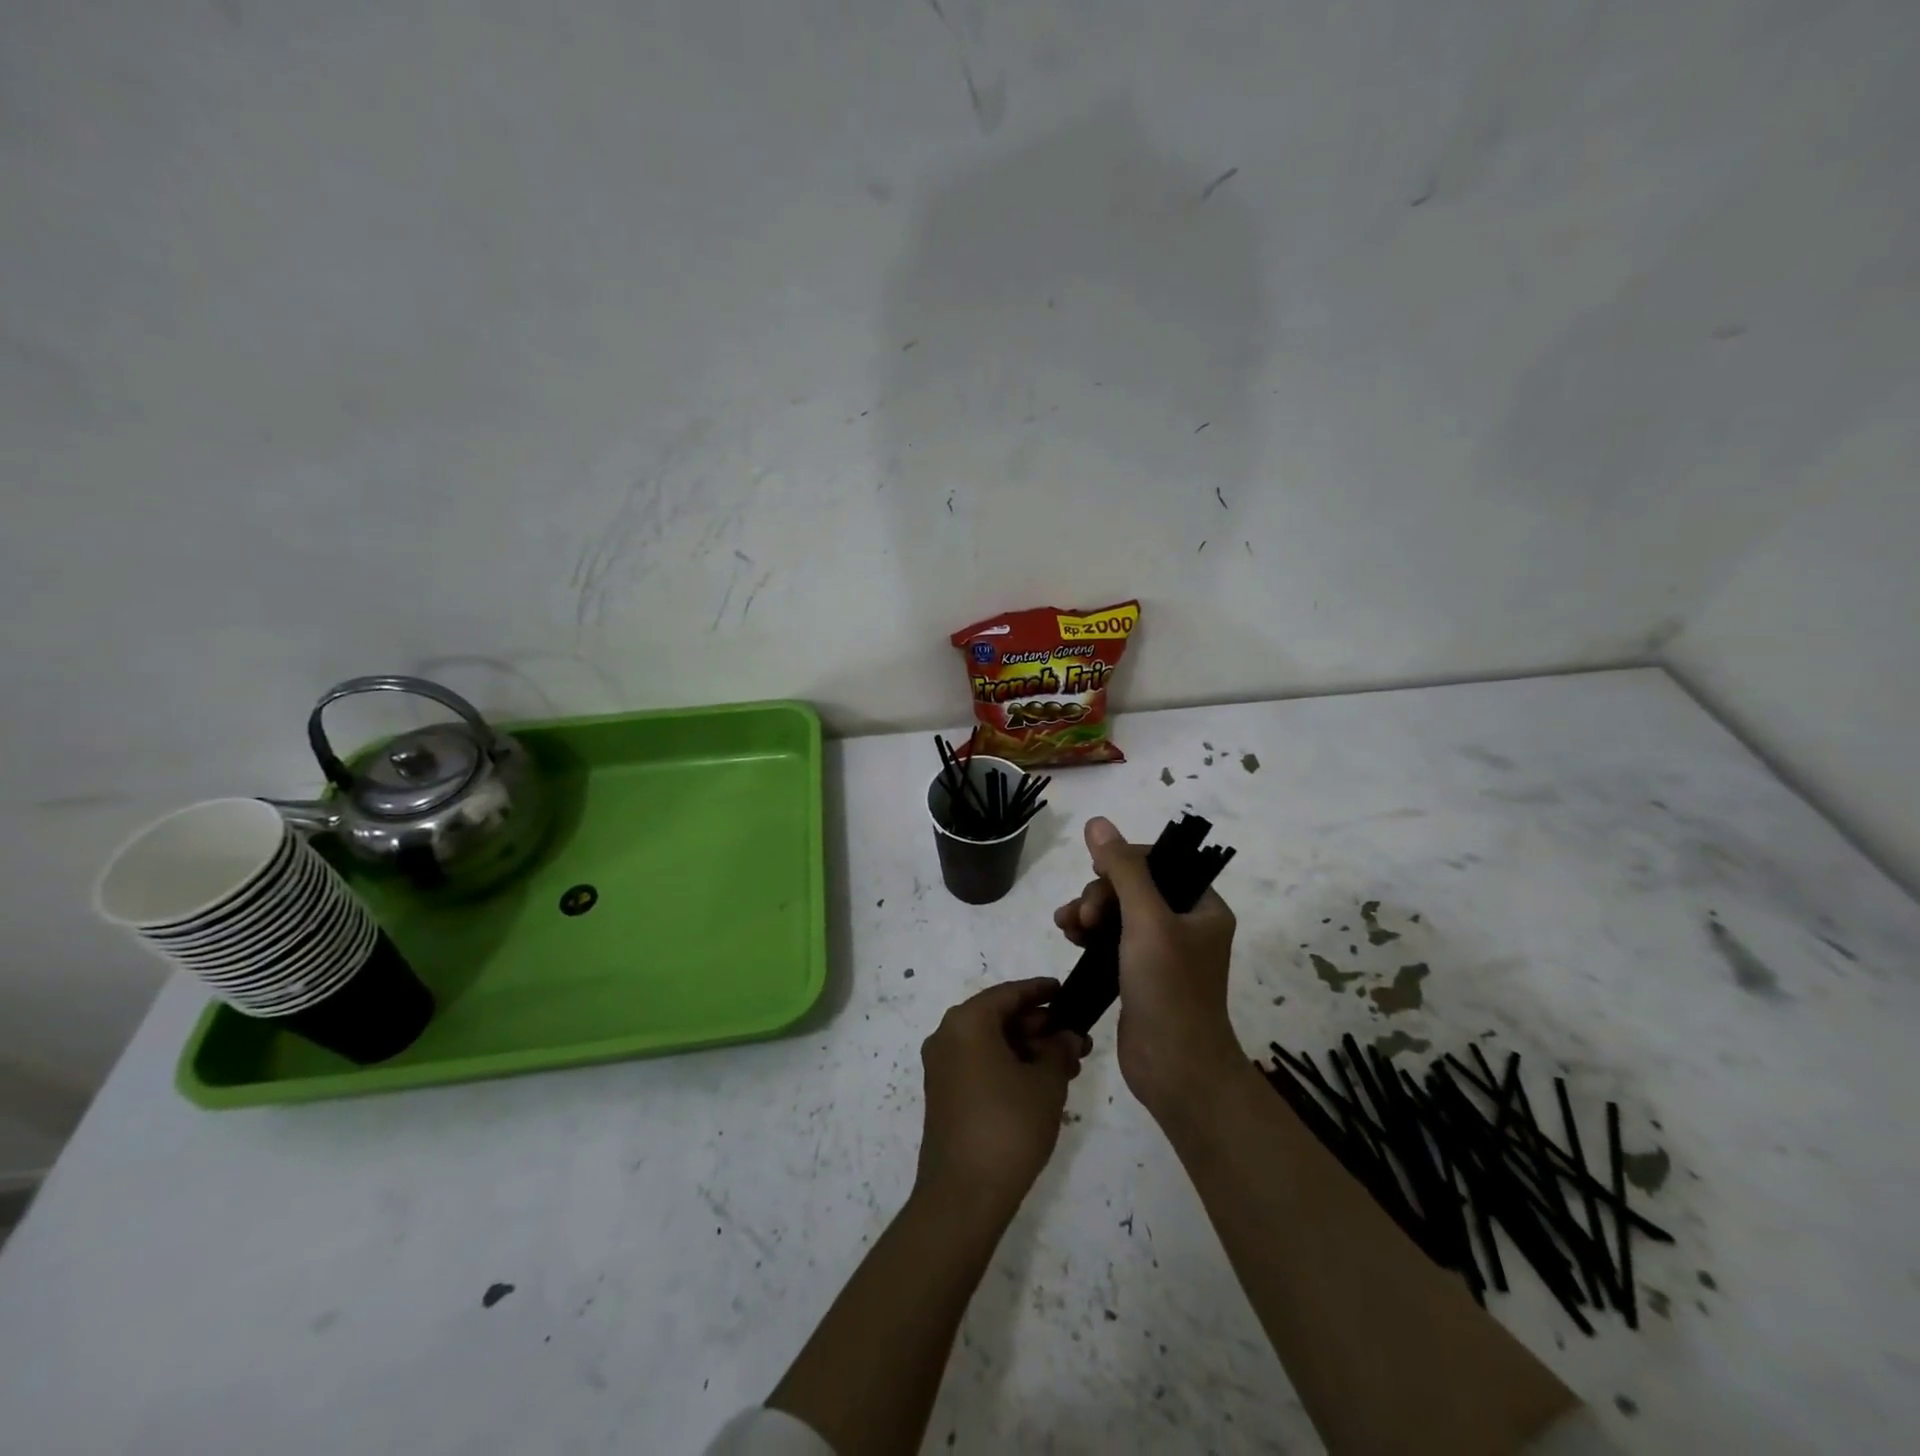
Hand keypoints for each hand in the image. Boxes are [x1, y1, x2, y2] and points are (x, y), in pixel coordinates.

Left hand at [915, 979, 1089, 1222]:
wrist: (963, 1196)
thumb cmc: (1008, 1126)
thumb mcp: (1045, 1084)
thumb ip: (1059, 1051)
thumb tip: (1067, 1036)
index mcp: (967, 1022)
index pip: (1009, 994)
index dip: (1041, 991)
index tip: (1066, 991)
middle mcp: (947, 1036)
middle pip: (999, 1018)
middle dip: (1040, 1027)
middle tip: (1078, 1040)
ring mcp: (942, 1067)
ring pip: (992, 1043)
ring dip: (1029, 1050)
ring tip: (1069, 1066)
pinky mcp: (944, 1095)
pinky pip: (980, 1064)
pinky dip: (1010, 1066)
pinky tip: (1042, 1084)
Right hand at [1053, 816, 1242, 1120]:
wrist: (1175, 1070)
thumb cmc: (1169, 990)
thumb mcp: (1146, 921)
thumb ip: (1123, 870)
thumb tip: (1096, 822)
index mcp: (1202, 906)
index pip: (1159, 862)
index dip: (1123, 862)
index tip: (1098, 876)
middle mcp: (1185, 923)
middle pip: (1133, 885)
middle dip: (1101, 893)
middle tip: (1084, 916)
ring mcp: (1161, 950)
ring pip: (1116, 911)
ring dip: (1088, 910)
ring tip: (1067, 925)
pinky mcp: (1139, 974)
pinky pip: (1110, 937)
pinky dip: (1088, 932)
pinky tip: (1068, 936)